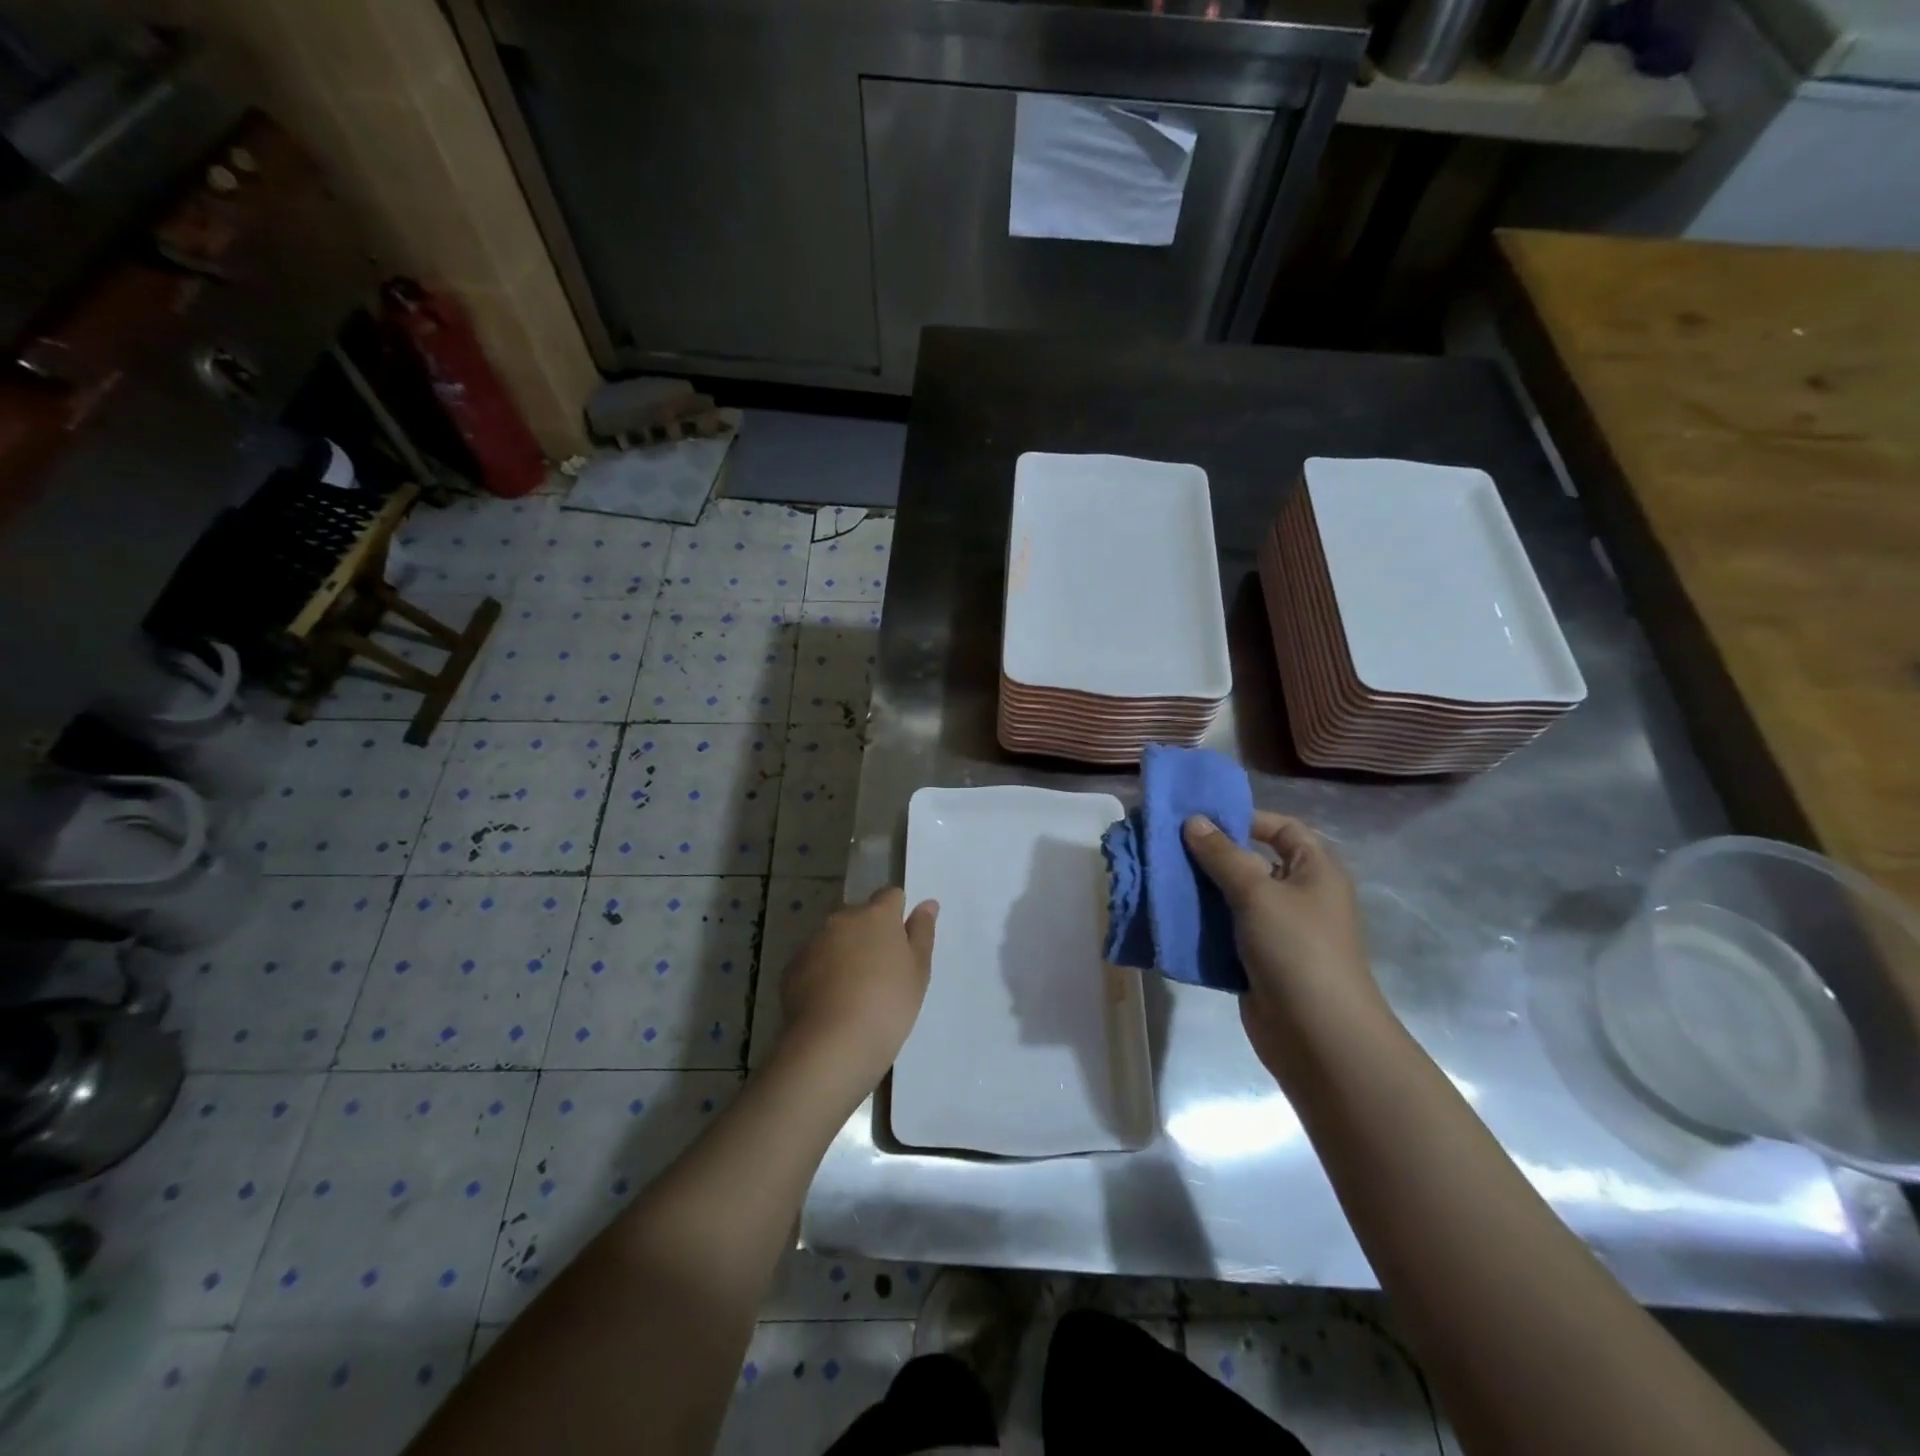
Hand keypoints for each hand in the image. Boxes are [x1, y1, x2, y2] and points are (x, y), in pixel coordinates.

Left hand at [780, 887, 937, 1084]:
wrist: (833, 1044)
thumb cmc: (888, 1004)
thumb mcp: (918, 971)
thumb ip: (922, 932)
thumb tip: (927, 904)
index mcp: (877, 915)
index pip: (890, 895)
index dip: (897, 914)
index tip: (902, 941)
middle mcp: (842, 919)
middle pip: (860, 916)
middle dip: (869, 934)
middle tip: (881, 971)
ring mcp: (813, 942)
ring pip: (834, 939)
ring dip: (844, 953)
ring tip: (854, 992)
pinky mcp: (792, 968)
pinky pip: (813, 962)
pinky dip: (822, 974)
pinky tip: (831, 1004)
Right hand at [1182, 812, 1377, 1072]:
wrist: (1318, 1036)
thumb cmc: (1297, 949)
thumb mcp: (1257, 892)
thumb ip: (1222, 855)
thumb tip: (1193, 820)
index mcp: (1315, 870)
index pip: (1283, 829)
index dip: (1245, 819)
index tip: (1200, 819)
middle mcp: (1299, 896)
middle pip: (1252, 863)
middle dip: (1211, 855)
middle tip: (1166, 846)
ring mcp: (1278, 931)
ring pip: (1233, 899)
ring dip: (1200, 891)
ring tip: (1160, 877)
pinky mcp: (1258, 961)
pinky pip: (1225, 932)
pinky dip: (1201, 924)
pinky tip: (1169, 916)